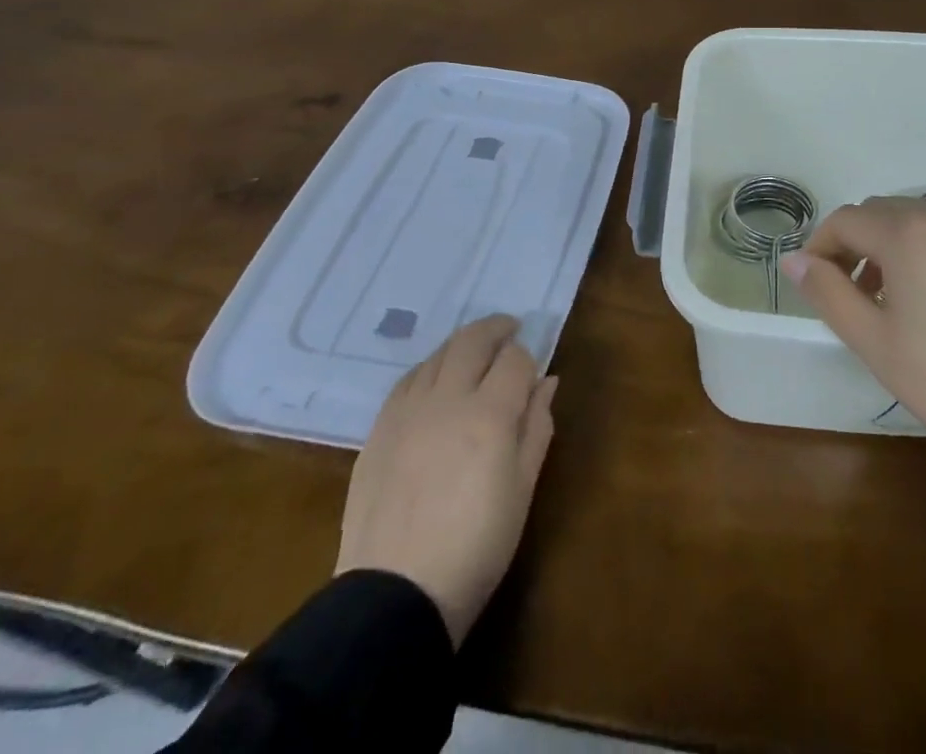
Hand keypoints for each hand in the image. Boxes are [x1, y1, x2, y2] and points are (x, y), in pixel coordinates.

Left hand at [336, 315, 557, 645]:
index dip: (528, 360)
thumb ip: (537, 427)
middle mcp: (448, 400)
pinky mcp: (379, 430)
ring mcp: (407, 412)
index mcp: (490, 414)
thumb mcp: (523, 489)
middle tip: (510, 329)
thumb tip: (546, 382)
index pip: (515, 359)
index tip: (532, 375)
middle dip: (496, 329)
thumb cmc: (476, 547)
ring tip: (475, 353)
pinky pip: (408, 380)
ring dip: (462, 345)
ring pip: (439, 354)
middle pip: (473, 340)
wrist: (395, 596)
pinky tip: (436, 381)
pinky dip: (429, 369)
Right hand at [782, 198, 925, 481]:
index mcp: (908, 232)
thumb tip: (793, 260)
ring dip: (894, 249)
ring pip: (920, 222)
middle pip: (882, 213)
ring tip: (898, 303)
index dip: (820, 247)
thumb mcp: (878, 345)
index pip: (845, 219)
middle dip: (856, 246)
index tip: (815, 285)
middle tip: (855, 297)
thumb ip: (828, 294)